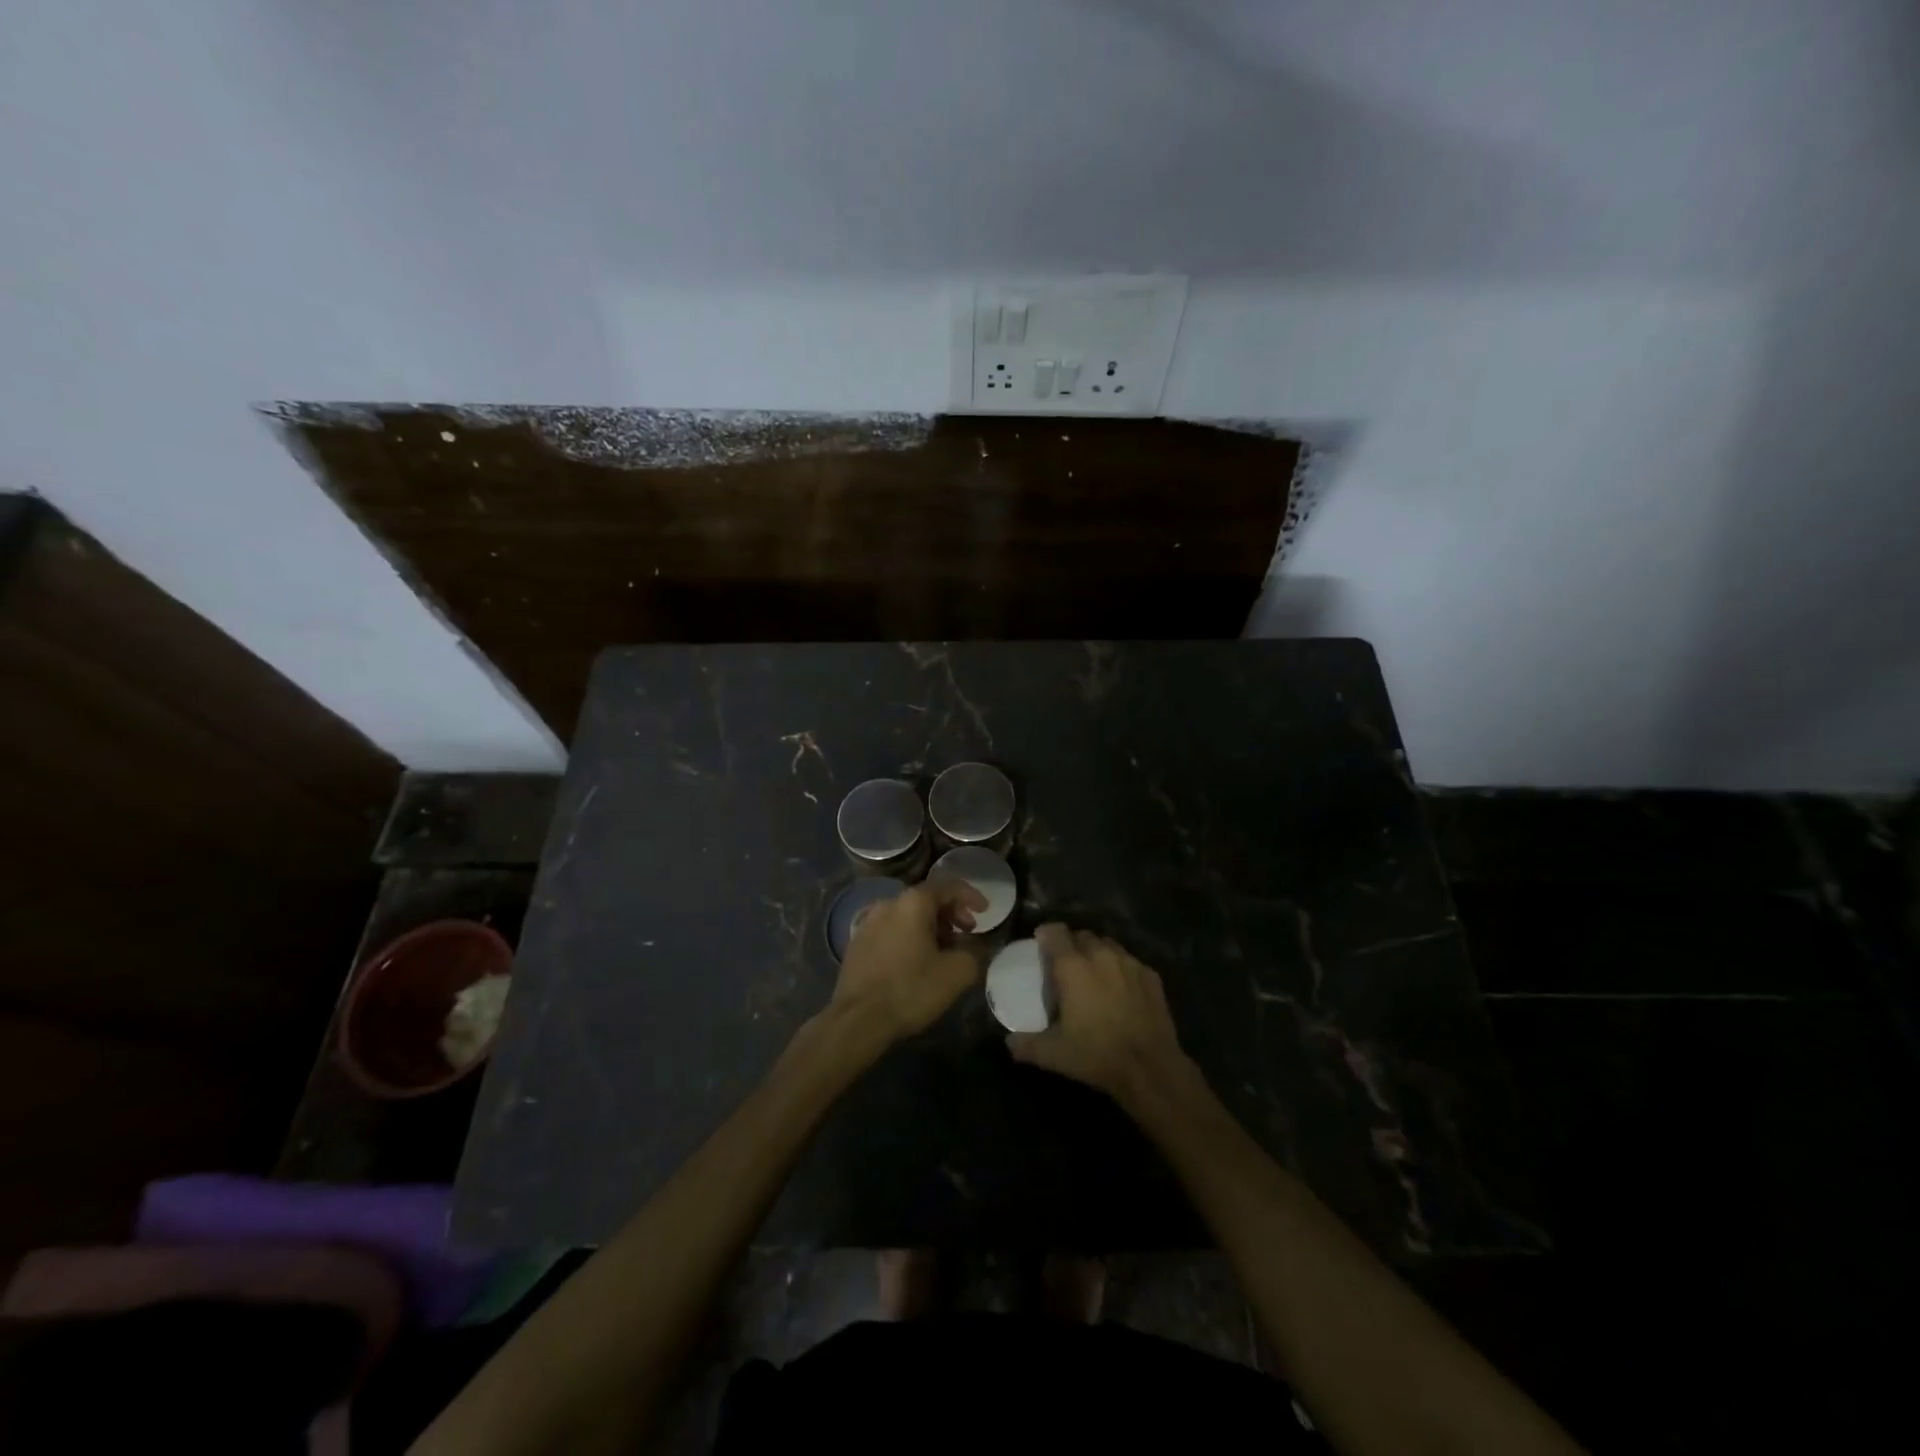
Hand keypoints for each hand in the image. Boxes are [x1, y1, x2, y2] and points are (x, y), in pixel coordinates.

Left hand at [830, 877, 988, 1042]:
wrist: (857, 1020)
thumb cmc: (910, 990)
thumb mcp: (956, 973)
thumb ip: (975, 952)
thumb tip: (976, 945)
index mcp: (912, 903)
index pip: (948, 886)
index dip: (970, 896)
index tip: (985, 912)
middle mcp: (888, 904)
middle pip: (926, 899)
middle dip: (951, 913)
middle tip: (967, 932)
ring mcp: (868, 922)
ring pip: (907, 915)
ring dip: (930, 926)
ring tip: (944, 950)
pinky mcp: (856, 943)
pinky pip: (891, 929)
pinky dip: (910, 936)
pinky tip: (916, 960)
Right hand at [1006, 924, 1193, 1105]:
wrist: (1150, 1068)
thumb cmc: (1096, 1054)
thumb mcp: (1053, 1054)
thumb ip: (1026, 1045)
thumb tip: (1008, 1042)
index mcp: (1073, 966)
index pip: (1055, 932)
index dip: (1046, 934)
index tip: (1040, 943)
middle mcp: (1101, 955)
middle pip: (1083, 935)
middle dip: (1072, 944)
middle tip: (1066, 964)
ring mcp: (1130, 963)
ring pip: (1108, 945)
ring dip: (1097, 953)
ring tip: (1093, 973)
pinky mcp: (1151, 976)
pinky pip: (1130, 961)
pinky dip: (1121, 968)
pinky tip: (1121, 988)